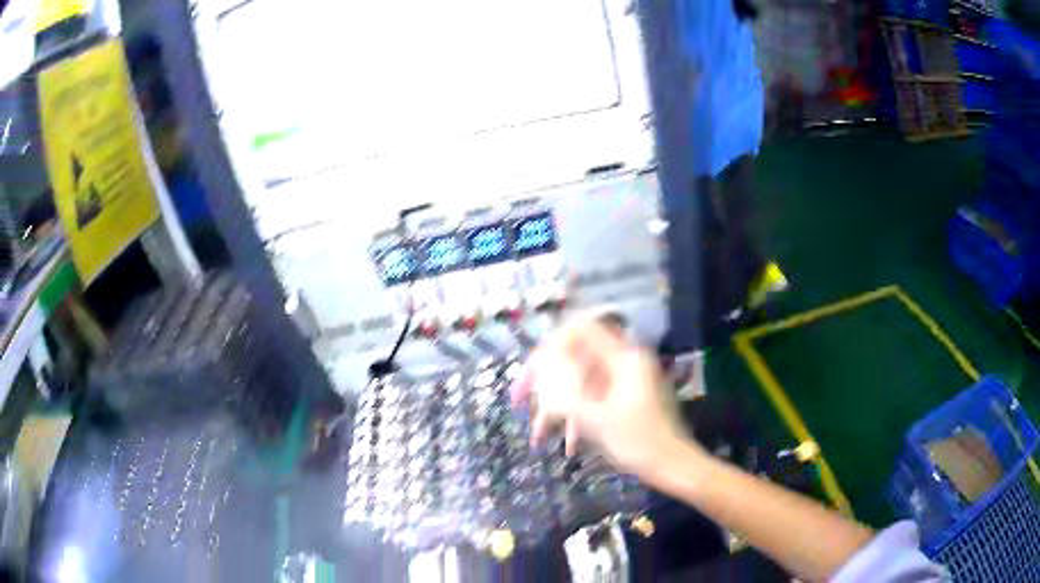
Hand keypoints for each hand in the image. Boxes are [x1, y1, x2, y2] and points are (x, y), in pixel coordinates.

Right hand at [510, 315, 696, 477]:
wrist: (672, 465)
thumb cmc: (638, 441)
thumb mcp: (594, 419)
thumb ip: (563, 393)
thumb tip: (538, 374)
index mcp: (623, 358)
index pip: (580, 330)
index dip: (550, 343)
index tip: (529, 368)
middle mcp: (625, 362)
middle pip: (575, 361)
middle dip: (546, 384)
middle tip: (519, 401)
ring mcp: (626, 381)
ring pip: (581, 384)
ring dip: (559, 408)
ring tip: (539, 436)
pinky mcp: (627, 398)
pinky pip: (594, 399)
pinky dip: (578, 418)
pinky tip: (568, 445)